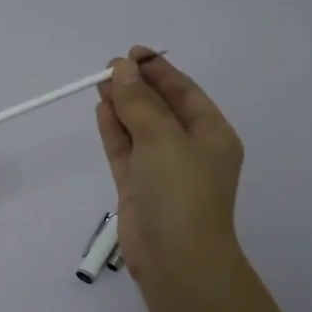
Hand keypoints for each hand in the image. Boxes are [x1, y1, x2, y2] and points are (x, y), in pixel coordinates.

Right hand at [94, 48, 243, 281]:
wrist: (176, 258)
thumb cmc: (180, 191)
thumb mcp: (163, 139)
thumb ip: (139, 102)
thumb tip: (120, 69)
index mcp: (211, 133)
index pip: (184, 91)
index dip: (158, 70)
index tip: (130, 53)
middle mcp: (188, 148)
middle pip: (160, 107)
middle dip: (136, 87)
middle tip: (108, 68)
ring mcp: (162, 168)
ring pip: (140, 128)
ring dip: (122, 106)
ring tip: (100, 84)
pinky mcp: (138, 186)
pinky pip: (125, 150)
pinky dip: (114, 130)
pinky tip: (101, 110)